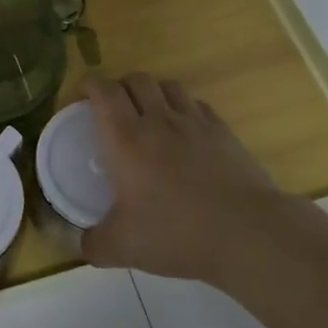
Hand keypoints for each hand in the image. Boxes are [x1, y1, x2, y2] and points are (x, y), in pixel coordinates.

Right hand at [79, 72, 327, 287]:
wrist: (247, 233)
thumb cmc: (177, 233)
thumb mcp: (123, 247)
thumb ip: (93, 244)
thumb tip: (79, 245)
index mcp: (126, 138)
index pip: (103, 91)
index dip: (88, 85)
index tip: (81, 98)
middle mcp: (158, 120)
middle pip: (136, 79)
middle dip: (119, 86)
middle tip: (112, 109)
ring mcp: (194, 122)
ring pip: (168, 85)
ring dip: (152, 92)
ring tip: (148, 115)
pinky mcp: (223, 131)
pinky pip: (197, 104)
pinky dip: (184, 108)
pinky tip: (184, 131)